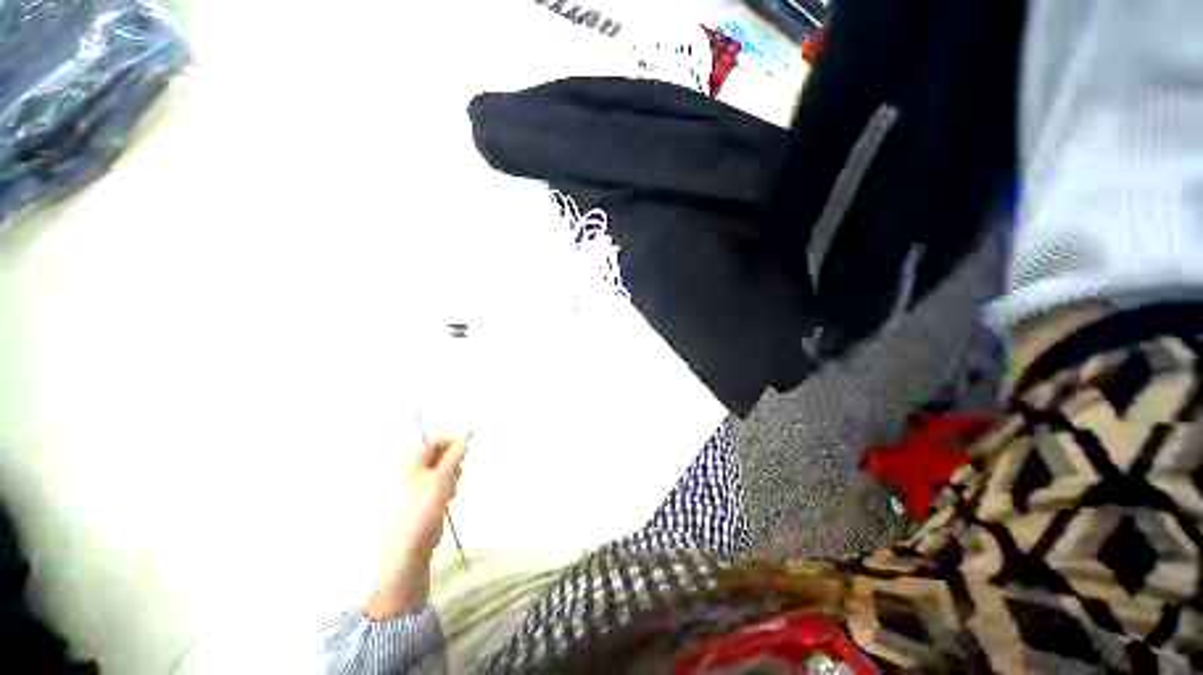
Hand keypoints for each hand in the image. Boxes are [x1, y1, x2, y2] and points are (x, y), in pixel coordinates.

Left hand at [364, 437, 468, 618]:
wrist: (412, 545)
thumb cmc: (425, 506)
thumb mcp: (443, 476)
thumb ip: (455, 455)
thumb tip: (464, 438)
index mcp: (412, 465)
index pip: (432, 444)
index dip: (449, 443)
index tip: (465, 449)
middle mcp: (412, 475)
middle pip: (436, 458)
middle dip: (451, 462)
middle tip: (458, 472)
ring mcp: (416, 491)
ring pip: (439, 474)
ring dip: (450, 477)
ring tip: (452, 489)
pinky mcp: (422, 504)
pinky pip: (438, 488)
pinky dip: (446, 489)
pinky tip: (448, 500)